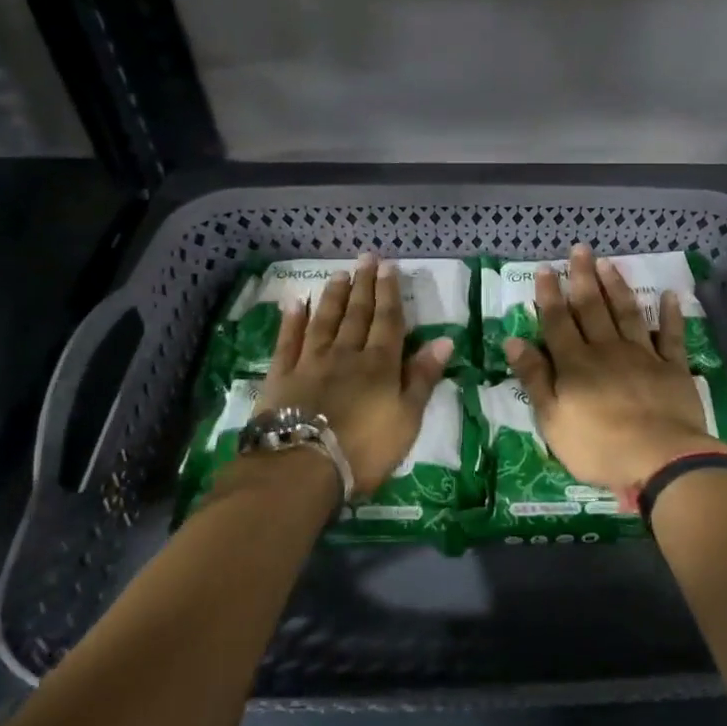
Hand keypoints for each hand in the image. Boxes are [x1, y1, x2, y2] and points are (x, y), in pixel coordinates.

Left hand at [258, 255, 452, 495]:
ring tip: (338, 273)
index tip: (389, 267)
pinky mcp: (282, 376)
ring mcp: (310, 362)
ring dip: (333, 296)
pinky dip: (292, 320)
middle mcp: (346, 354)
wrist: (302, 467)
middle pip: (357, 314)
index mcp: (380, 365)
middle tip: (366, 258)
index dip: (390, 293)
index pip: (388, 321)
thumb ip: (423, 378)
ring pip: (324, 320)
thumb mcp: (407, 419)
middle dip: (364, 285)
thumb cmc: (364, 449)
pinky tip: (296, 303)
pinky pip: (288, 341)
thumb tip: (444, 340)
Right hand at [502, 244, 718, 498]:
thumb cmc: (598, 446)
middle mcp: (607, 350)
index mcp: (576, 363)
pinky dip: (671, 315)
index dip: (550, 294)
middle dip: (583, 277)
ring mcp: (643, 355)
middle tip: (580, 249)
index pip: (557, 321)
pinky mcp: (673, 368)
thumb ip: (535, 378)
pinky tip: (670, 295)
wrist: (660, 459)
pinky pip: (672, 336)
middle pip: (592, 308)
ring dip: (617, 286)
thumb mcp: (553, 419)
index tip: (546, 268)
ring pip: (627, 313)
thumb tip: (512, 341)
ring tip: (609, 263)